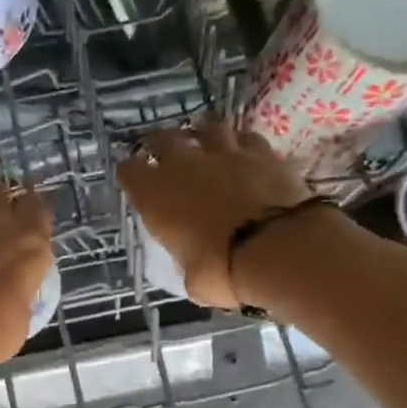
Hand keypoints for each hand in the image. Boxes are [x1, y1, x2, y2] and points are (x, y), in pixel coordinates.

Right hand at [116, 119, 315, 308]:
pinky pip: (247, 138)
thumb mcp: (193, 280)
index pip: (129, 171)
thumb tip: (196, 264)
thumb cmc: (222, 272)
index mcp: (156, 196)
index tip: (134, 179)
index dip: (130, 173)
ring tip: (204, 143)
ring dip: (202, 134)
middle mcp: (184, 165)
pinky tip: (245, 153)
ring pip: (207, 127)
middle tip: (163, 153)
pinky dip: (243, 144)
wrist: (277, 251)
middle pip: (163, 138)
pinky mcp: (263, 153)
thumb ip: (188, 261)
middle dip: (160, 144)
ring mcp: (225, 153)